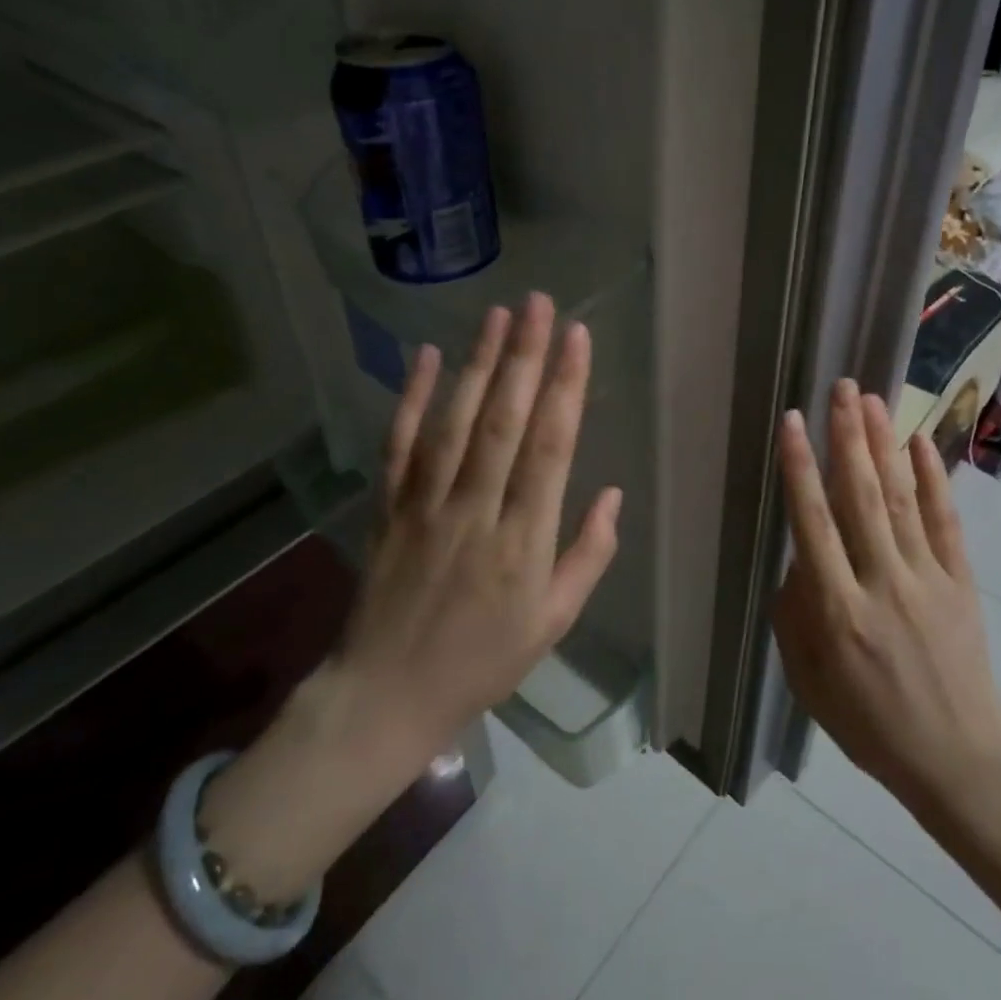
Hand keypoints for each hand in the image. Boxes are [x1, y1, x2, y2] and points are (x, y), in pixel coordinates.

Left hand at [201, 295, 619, 897]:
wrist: (387, 696)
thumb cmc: (484, 661)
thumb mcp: (555, 623)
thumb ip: (589, 555)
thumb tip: (613, 493)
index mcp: (523, 542)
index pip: (550, 449)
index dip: (566, 388)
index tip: (578, 338)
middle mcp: (475, 511)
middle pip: (504, 422)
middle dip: (525, 357)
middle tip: (540, 304)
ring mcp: (425, 506)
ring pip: (455, 423)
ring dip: (479, 365)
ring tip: (498, 315)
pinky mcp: (388, 508)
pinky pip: (400, 445)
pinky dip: (412, 398)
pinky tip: (429, 356)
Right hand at [772, 379, 1000, 814]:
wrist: (959, 757)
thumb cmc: (870, 724)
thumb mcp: (808, 682)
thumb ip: (794, 615)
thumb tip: (798, 556)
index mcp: (838, 610)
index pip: (813, 523)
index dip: (800, 467)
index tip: (793, 422)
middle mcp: (882, 583)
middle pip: (860, 496)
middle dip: (848, 437)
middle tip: (841, 388)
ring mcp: (927, 579)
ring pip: (900, 499)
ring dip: (884, 445)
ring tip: (872, 400)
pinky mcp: (961, 582)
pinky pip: (946, 522)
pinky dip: (933, 480)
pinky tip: (920, 443)